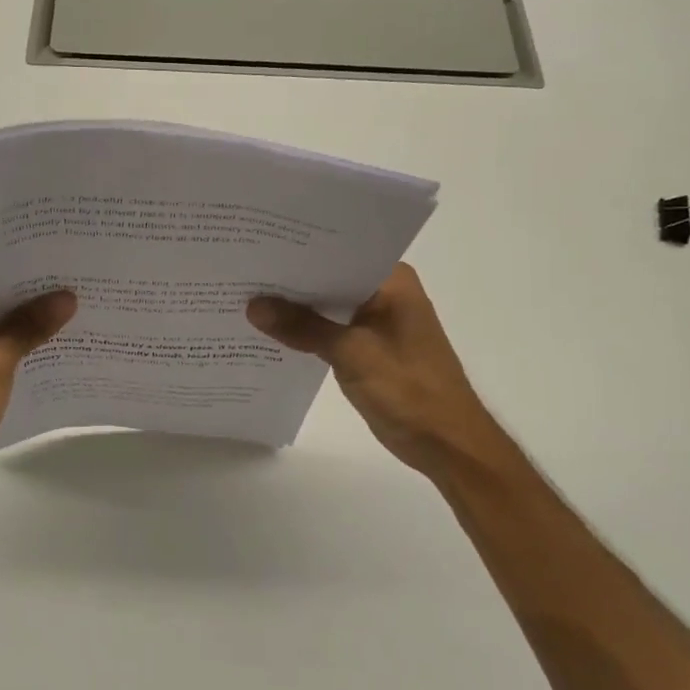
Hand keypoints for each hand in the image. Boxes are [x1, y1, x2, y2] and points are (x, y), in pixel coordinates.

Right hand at [247, 263, 518, 481]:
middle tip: (241, 268)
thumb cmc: (409, 390)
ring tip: (245, 295)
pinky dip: (306, 330)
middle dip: (290, 278)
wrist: (447, 445)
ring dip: (296, 306)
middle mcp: (385, 292)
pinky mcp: (368, 346)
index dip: (298, 249)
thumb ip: (302, 327)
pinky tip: (270, 330)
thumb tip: (253, 305)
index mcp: (391, 280)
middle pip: (329, 277)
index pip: (338, 251)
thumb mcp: (352, 354)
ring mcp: (377, 320)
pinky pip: (330, 328)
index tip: (257, 244)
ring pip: (328, 304)